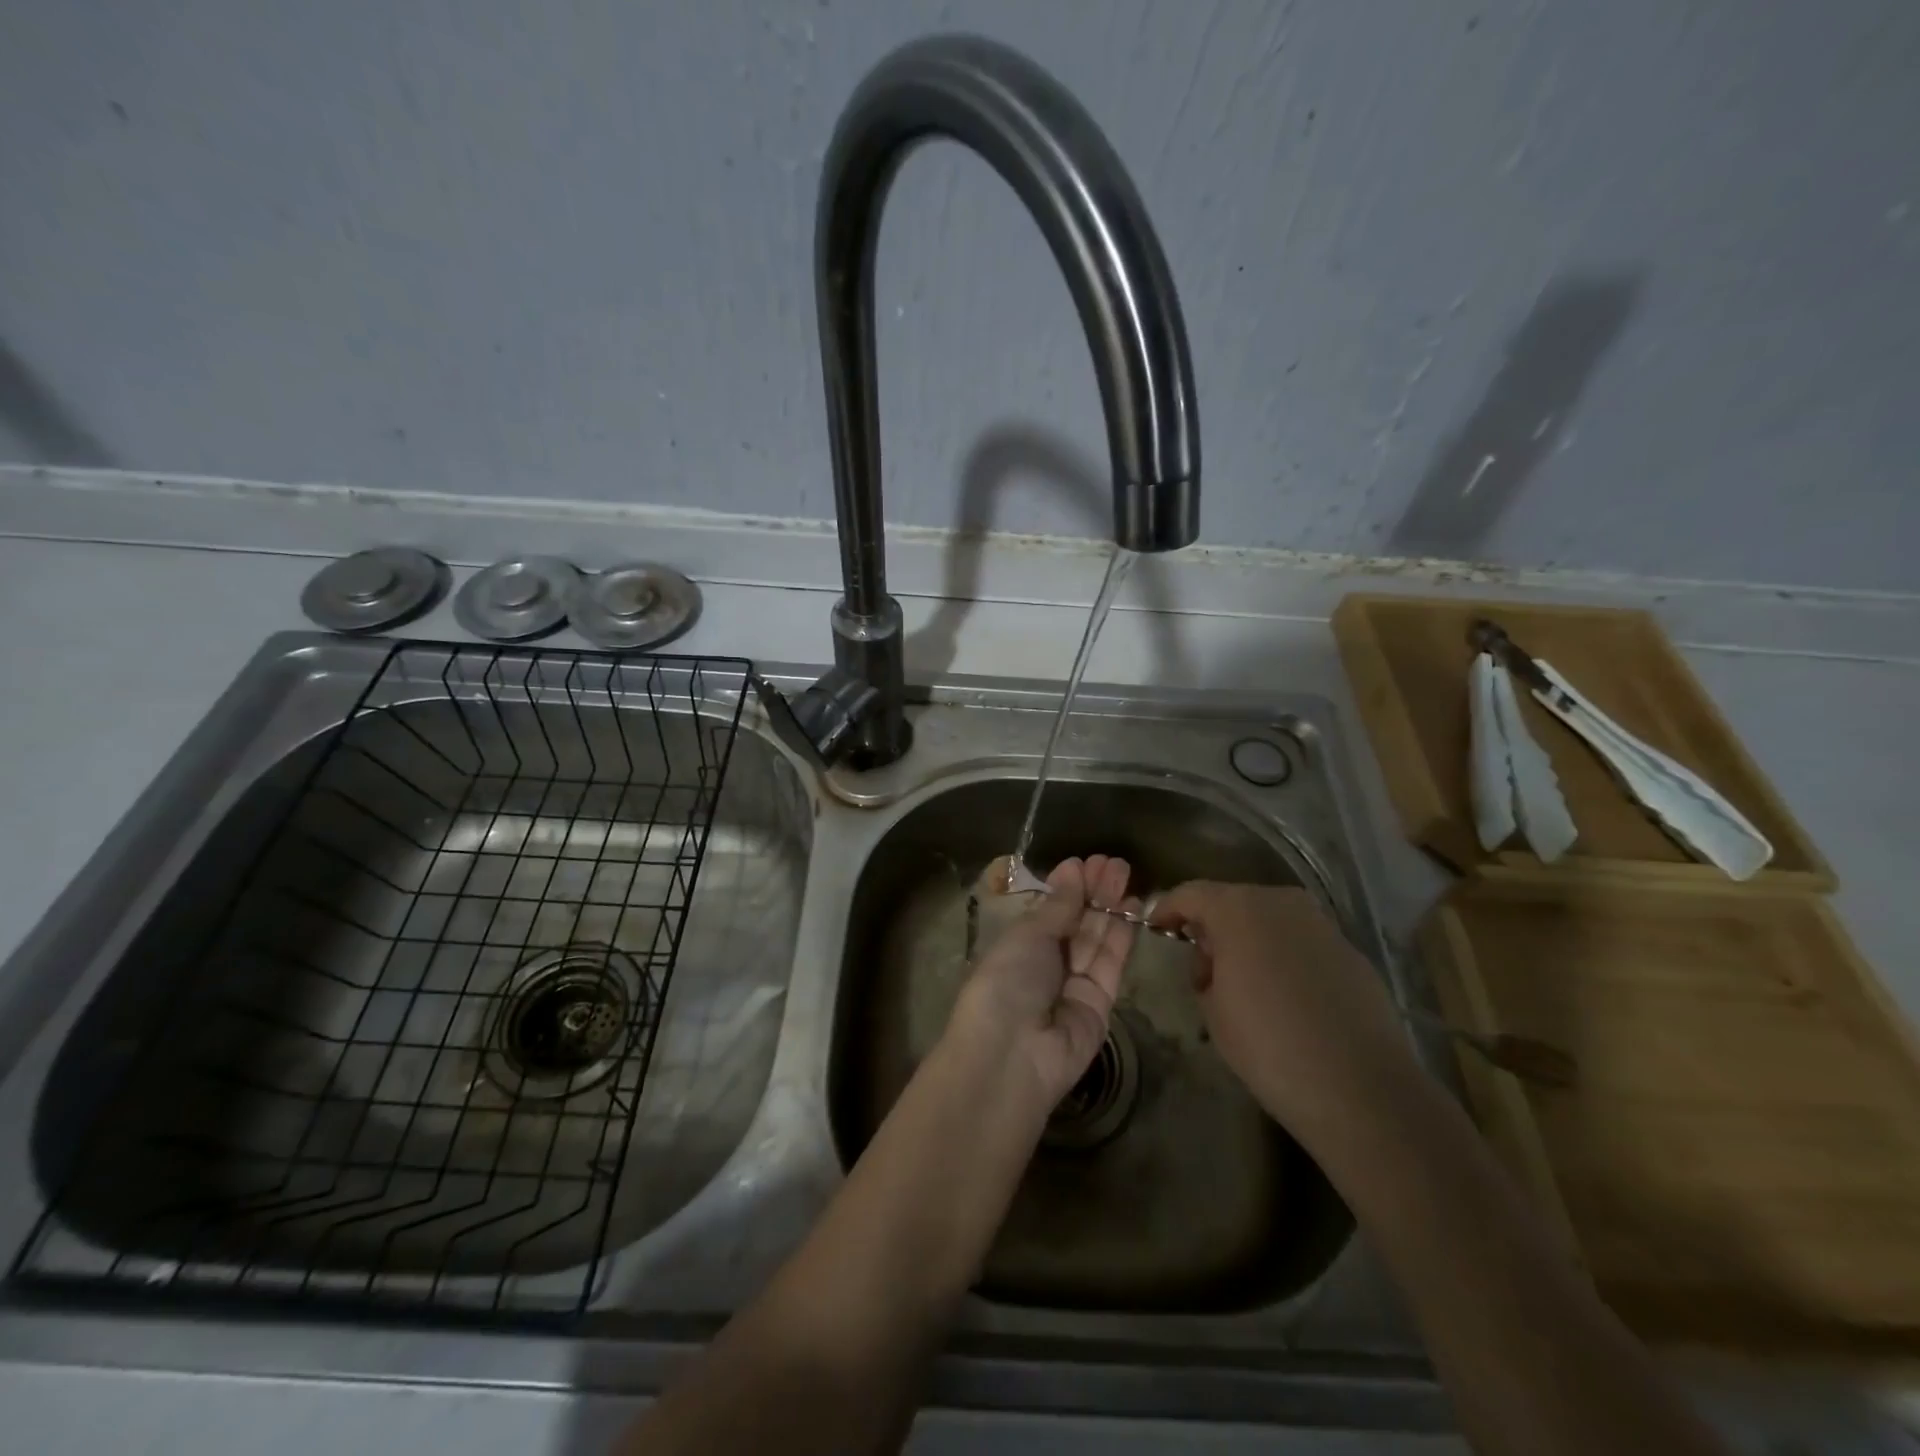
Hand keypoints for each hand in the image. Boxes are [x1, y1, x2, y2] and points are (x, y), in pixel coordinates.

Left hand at [947, 855, 1136, 1110]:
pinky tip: (1130, 904)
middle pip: (1075, 923)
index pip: (1048, 912)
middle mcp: (1046, 965)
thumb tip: (1071, 872)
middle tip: (1112, 861)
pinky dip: (1120, 933)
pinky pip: (1111, 963)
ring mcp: (1074, 985)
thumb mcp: (1027, 936)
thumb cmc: (1006, 982)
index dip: (1066, 887)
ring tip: (1123, 871)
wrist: (1012, 1054)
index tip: (1083, 862)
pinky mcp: (1101, 1004)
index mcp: (1018, 947)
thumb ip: (1057, 907)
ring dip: (1109, 905)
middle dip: (1092, 891)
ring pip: (1095, 939)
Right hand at [1150, 882, 1415, 1144]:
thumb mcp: (1212, 1009)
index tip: (1157, 930)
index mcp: (1238, 909)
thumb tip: (1216, 959)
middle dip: (1212, 927)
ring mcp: (1321, 924)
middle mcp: (1281, 903)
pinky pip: (1301, 942)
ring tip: (1244, 984)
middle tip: (1203, 968)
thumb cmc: (1269, 1047)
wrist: (1361, 1089)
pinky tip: (1285, 997)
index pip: (1190, 893)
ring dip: (1250, 940)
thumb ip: (1204, 969)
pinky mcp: (1350, 951)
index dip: (1168, 909)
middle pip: (1232, 901)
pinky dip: (1284, 956)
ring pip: (1270, 919)